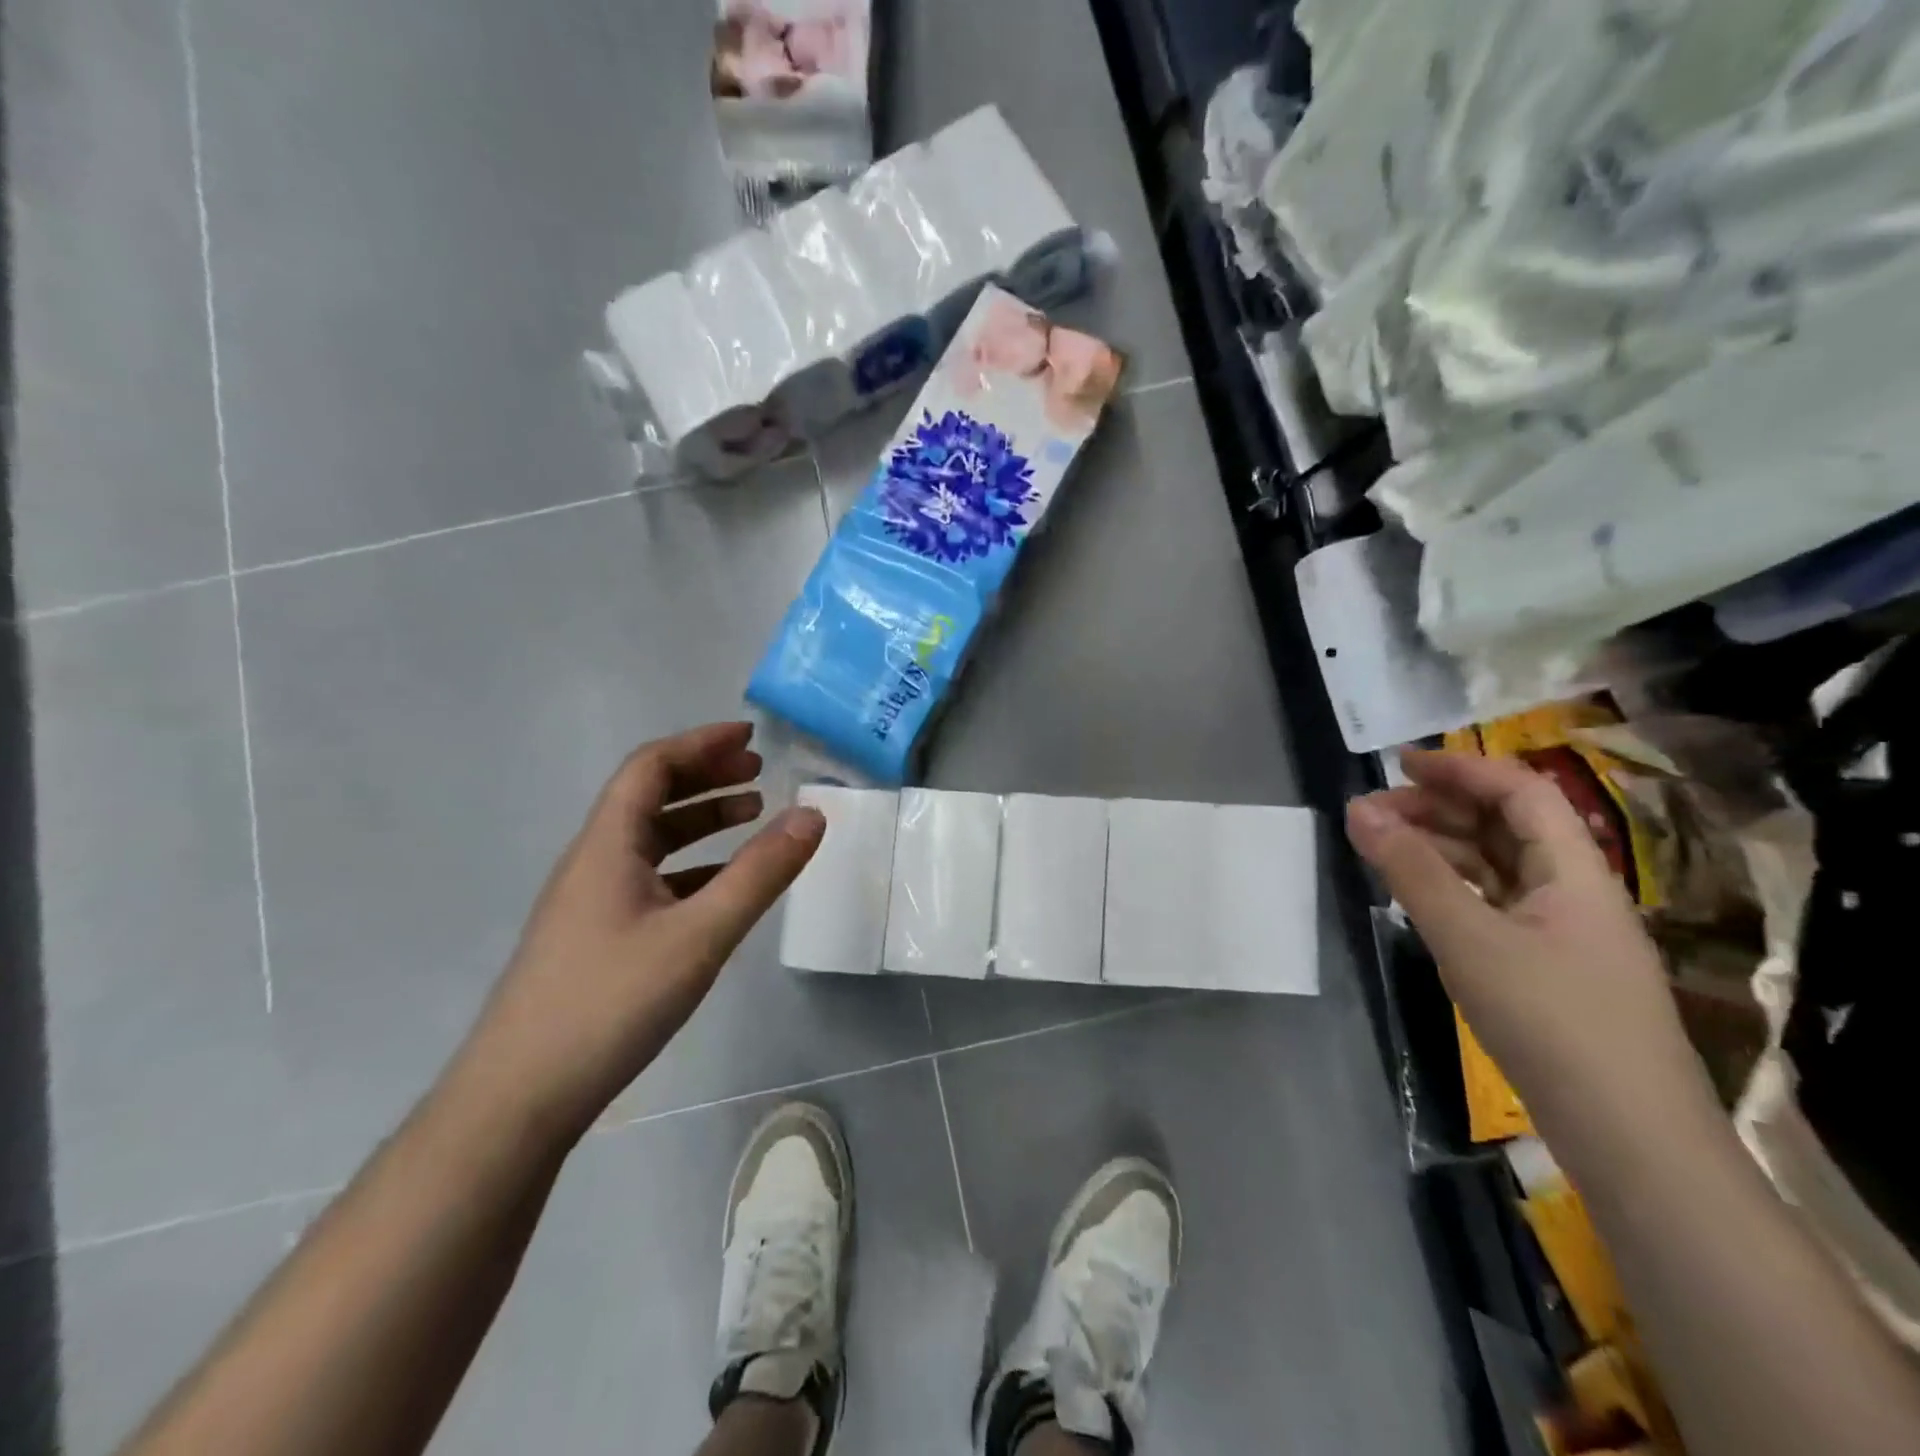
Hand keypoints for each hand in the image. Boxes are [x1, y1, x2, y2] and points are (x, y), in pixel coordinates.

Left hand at [456, 722, 824, 1140]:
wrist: (520, 1098)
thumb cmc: (610, 1002)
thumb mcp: (700, 934)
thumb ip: (760, 873)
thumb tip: (811, 814)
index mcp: (608, 845)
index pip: (651, 767)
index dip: (700, 743)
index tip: (750, 738)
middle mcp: (594, 862)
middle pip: (649, 797)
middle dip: (705, 776)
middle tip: (758, 773)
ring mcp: (592, 902)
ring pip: (651, 840)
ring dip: (701, 820)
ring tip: (752, 816)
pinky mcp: (597, 938)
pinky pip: (652, 879)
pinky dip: (693, 866)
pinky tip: (723, 886)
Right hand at [1346, 750, 1702, 1138]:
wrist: (1632, 1140)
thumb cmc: (1554, 1023)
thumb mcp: (1470, 939)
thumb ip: (1412, 872)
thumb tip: (1359, 810)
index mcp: (1576, 873)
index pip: (1520, 793)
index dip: (1461, 770)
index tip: (1398, 764)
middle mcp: (1575, 893)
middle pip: (1507, 827)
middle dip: (1440, 809)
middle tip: (1374, 812)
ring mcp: (1563, 935)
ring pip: (1498, 868)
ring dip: (1442, 848)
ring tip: (1382, 848)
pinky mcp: (1547, 971)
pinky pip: (1494, 906)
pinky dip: (1452, 889)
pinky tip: (1417, 897)